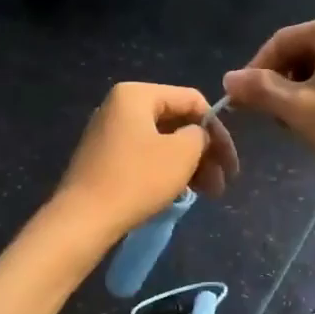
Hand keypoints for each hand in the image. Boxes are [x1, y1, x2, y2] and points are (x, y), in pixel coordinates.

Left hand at [54, 83, 237, 240]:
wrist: (84, 219)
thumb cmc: (137, 179)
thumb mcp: (182, 153)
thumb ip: (200, 135)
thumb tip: (198, 136)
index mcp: (137, 94)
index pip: (192, 100)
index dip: (218, 130)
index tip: (230, 163)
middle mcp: (120, 106)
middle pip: (177, 122)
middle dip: (205, 152)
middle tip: (222, 183)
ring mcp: (109, 133)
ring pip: (163, 142)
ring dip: (190, 165)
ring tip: (208, 194)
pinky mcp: (105, 159)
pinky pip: (145, 156)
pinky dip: (167, 171)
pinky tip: (182, 192)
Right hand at [221, 12, 314, 186]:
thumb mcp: (299, 109)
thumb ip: (260, 90)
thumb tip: (229, 78)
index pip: (278, 43)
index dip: (254, 73)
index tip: (242, 105)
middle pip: (299, 54)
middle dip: (280, 86)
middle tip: (274, 122)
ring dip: (301, 96)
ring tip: (299, 128)